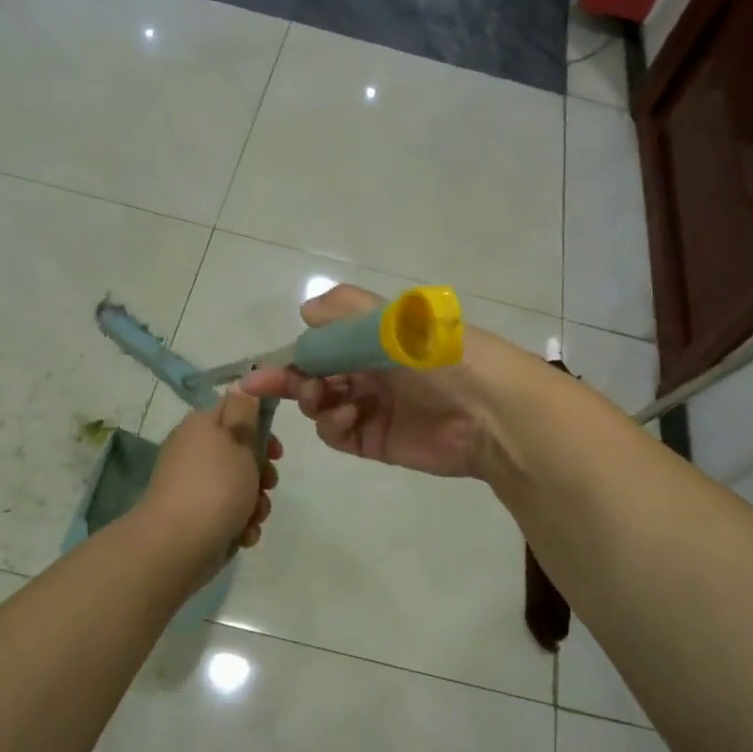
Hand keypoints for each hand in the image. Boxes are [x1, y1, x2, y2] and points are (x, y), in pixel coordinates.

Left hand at [137, 388, 281, 561]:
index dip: (261, 428)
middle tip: (268, 483)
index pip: (236, 412)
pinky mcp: (196, 518)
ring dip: (255, 502)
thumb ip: (245, 411)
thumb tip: (241, 382)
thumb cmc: (215, 486)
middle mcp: (194, 453)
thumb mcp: (238, 439)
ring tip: (253, 516)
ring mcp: (194, 487)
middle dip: (262, 473)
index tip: (276, 450)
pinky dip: (240, 523)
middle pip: (241, 453)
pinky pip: (228, 514)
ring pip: (239, 487)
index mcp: (201, 426)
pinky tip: (242, 534)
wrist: (176, 546)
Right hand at [239, 283, 517, 478]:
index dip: (292, 355)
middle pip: (317, 376)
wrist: (489, 411)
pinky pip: (339, 434)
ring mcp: (374, 406)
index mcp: (375, 338)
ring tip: (325, 399)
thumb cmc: (439, 355)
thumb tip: (306, 311)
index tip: (263, 367)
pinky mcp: (378, 440)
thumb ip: (347, 312)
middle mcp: (371, 371)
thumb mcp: (396, 320)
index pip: (322, 344)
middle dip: (293, 380)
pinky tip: (346, 417)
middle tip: (271, 385)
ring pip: (322, 406)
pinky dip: (332, 426)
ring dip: (313, 401)